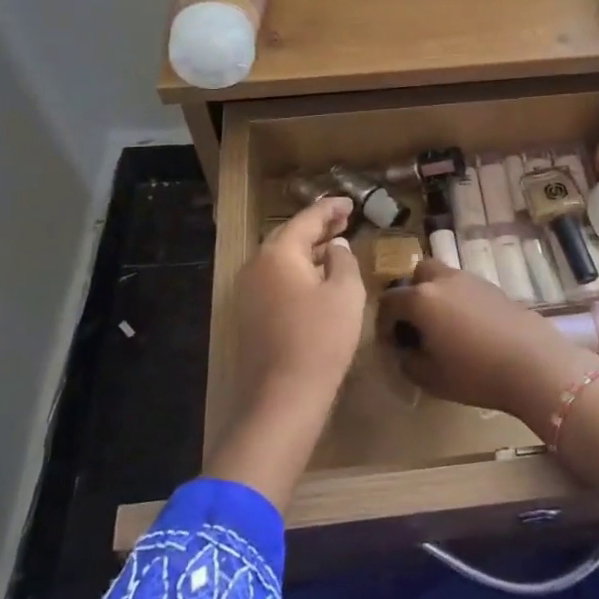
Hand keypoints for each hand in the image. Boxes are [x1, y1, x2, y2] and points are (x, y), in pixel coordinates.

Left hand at [231, 196, 365, 406]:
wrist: (284, 396)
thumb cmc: (321, 338)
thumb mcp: (345, 293)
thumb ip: (343, 260)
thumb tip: (334, 246)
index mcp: (278, 253)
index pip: (306, 219)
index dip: (330, 209)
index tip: (350, 203)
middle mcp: (256, 265)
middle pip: (288, 236)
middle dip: (316, 227)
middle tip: (343, 221)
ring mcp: (248, 292)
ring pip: (280, 259)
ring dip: (306, 250)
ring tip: (333, 246)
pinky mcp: (250, 315)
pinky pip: (275, 279)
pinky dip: (297, 270)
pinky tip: (316, 279)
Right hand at [382, 258, 598, 495]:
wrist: (533, 363)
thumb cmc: (475, 373)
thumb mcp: (430, 377)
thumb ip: (408, 362)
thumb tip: (404, 351)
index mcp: (421, 299)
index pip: (389, 301)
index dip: (383, 321)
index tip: (390, 341)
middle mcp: (442, 280)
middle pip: (417, 274)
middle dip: (411, 293)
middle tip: (415, 322)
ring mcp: (470, 279)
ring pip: (443, 276)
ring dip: (436, 294)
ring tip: (442, 325)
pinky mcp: (493, 287)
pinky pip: (464, 286)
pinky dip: (458, 299)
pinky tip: (468, 326)